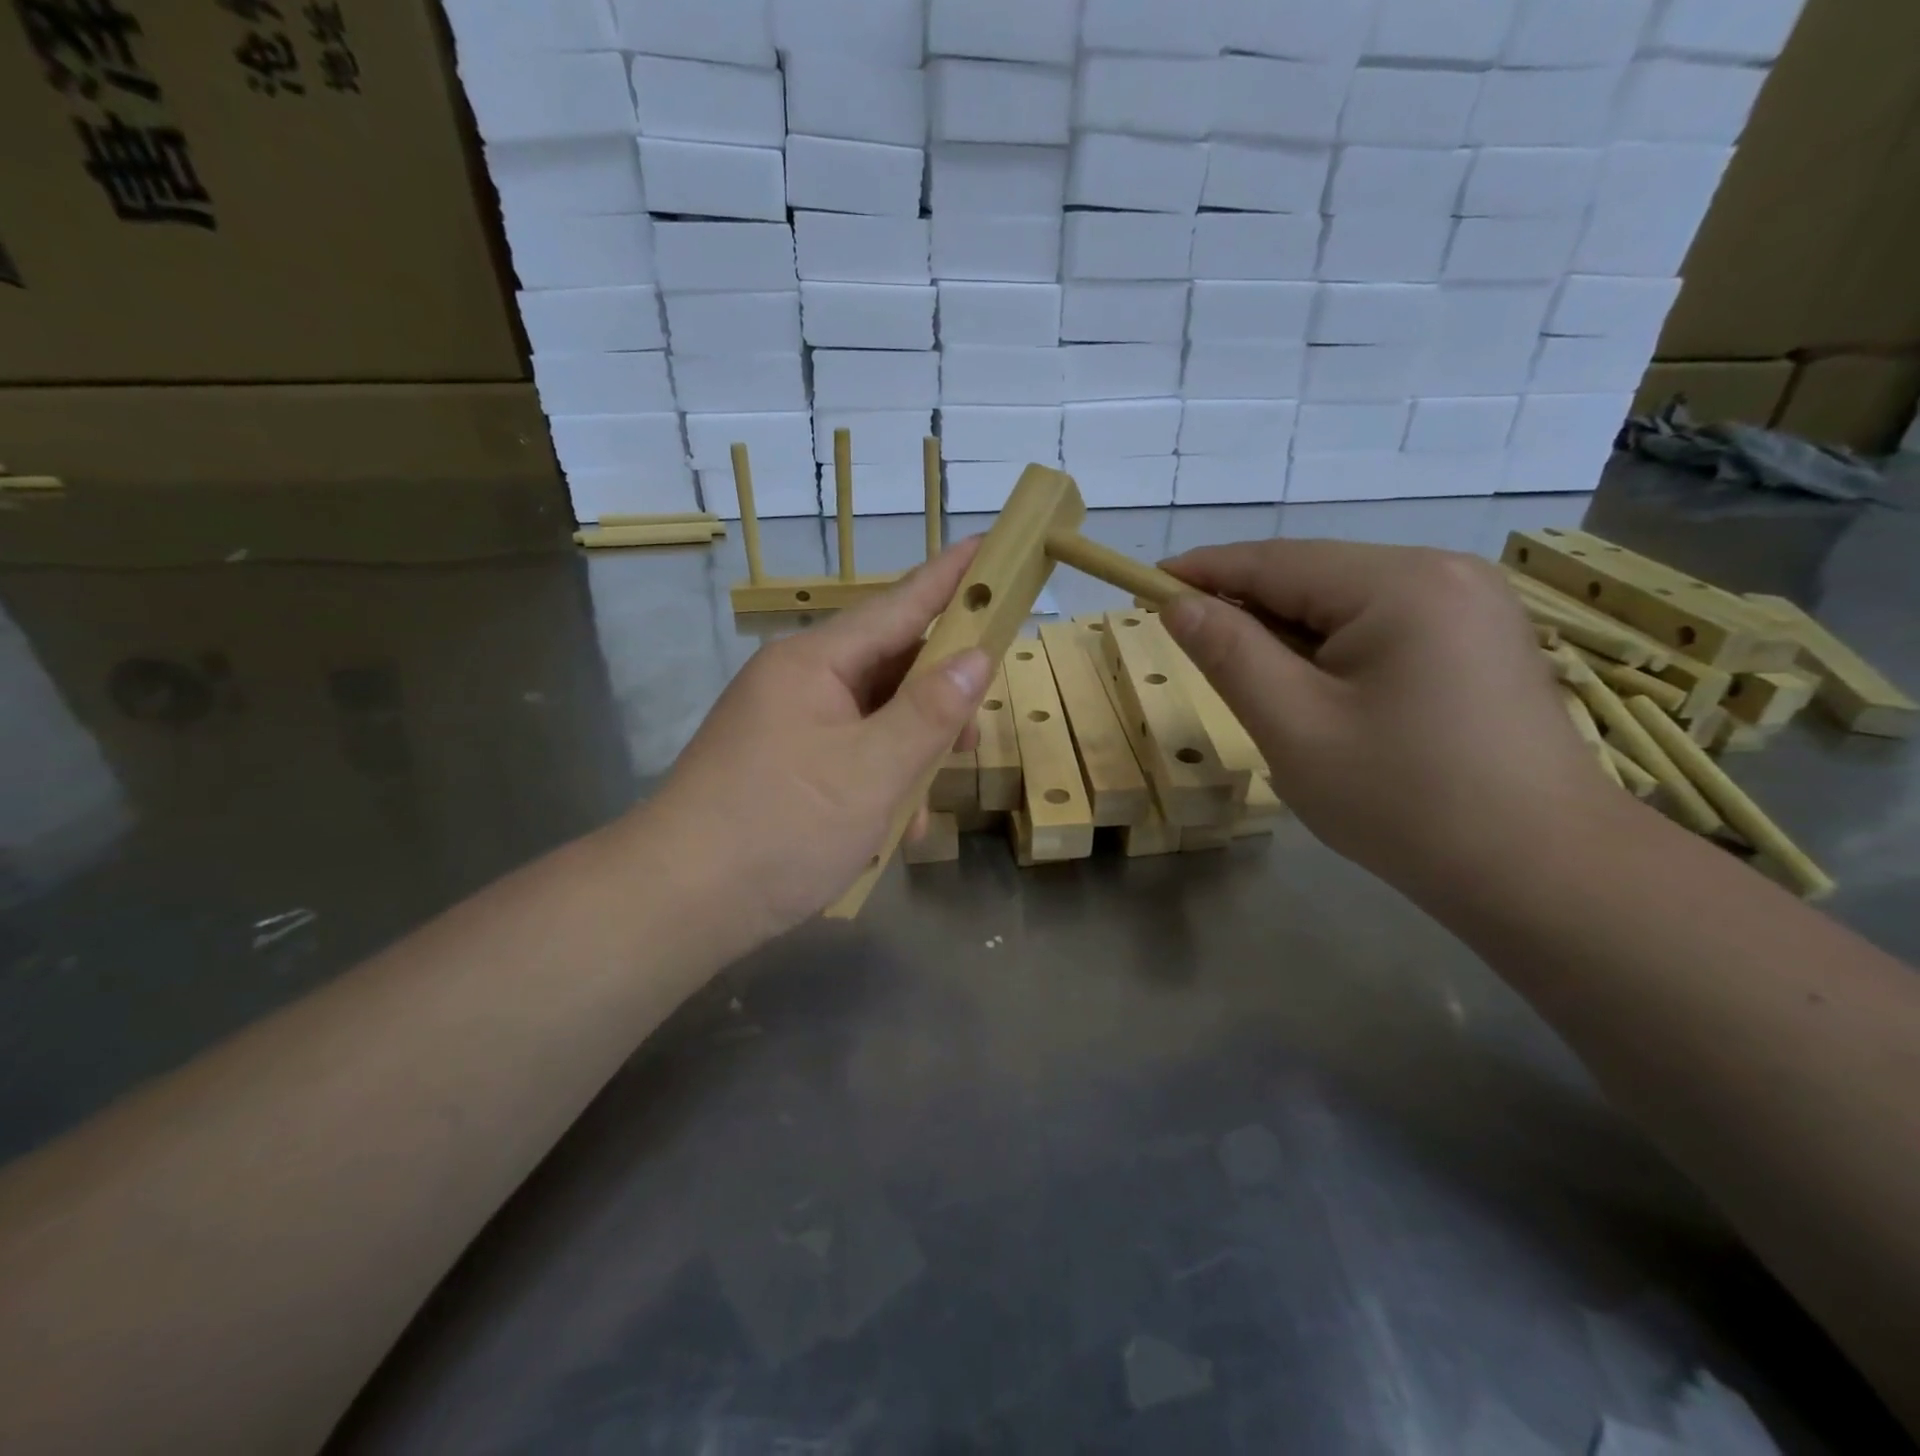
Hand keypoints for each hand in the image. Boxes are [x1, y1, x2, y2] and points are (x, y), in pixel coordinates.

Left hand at [638, 540, 990, 947]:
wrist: (677, 903)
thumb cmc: (779, 827)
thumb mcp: (871, 772)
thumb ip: (930, 713)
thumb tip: (977, 657)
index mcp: (815, 663)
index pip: (899, 605)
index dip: (951, 578)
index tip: (992, 545)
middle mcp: (800, 683)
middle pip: (890, 667)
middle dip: (940, 700)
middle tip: (977, 735)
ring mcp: (788, 726)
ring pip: (874, 720)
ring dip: (912, 756)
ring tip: (931, 804)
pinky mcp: (784, 767)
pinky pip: (850, 756)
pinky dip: (880, 784)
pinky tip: (894, 829)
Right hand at [1160, 539, 1624, 903]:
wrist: (1542, 873)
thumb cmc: (1404, 801)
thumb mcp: (1295, 727)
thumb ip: (1230, 655)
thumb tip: (1177, 604)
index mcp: (1400, 583)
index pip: (1274, 561)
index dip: (1203, 572)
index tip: (1144, 586)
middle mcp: (1443, 573)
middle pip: (1313, 578)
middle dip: (1248, 610)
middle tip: (1193, 652)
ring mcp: (1471, 605)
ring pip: (1345, 604)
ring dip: (1289, 636)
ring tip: (1258, 688)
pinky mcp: (1479, 640)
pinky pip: (1381, 626)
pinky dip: (1332, 651)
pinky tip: (1320, 695)